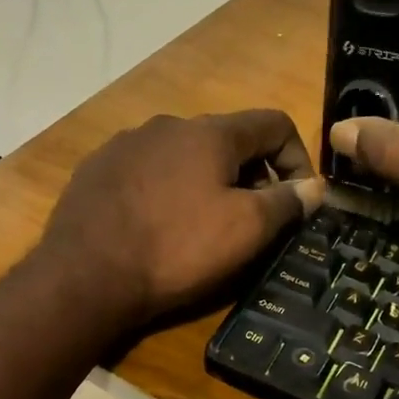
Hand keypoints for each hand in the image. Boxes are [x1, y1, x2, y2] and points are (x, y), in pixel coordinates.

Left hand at [38, 110, 325, 327]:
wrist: (84, 274)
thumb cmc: (176, 249)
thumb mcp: (245, 230)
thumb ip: (286, 203)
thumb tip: (314, 187)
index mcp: (210, 132)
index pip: (274, 123)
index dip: (298, 157)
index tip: (298, 200)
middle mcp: (167, 125)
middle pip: (227, 139)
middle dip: (251, 174)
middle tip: (253, 219)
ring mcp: (126, 144)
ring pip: (184, 155)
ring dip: (206, 181)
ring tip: (202, 225)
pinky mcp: (96, 169)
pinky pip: (146, 172)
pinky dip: (166, 191)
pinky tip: (156, 226)